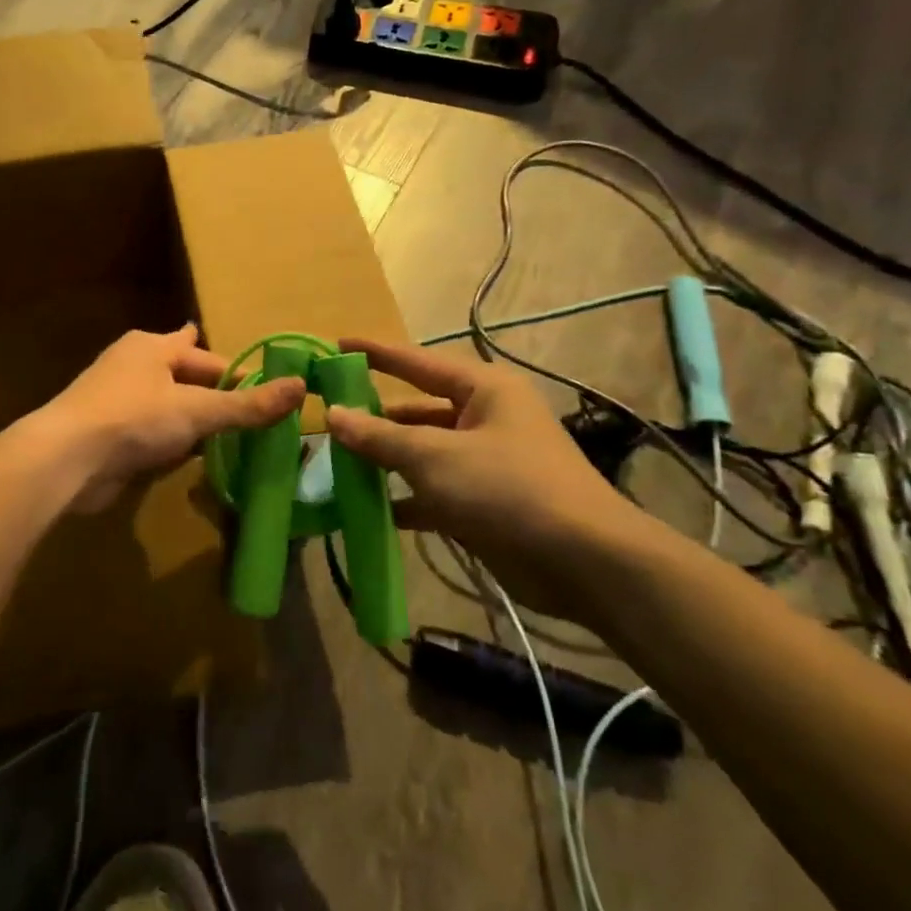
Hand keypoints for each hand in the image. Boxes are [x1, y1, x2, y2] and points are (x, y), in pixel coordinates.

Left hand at [33, 326, 305, 514]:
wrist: (66, 459)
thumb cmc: (133, 419)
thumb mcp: (197, 410)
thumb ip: (247, 404)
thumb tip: (301, 386)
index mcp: (152, 346)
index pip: (207, 356)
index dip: (238, 373)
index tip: (268, 392)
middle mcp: (134, 366)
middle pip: (186, 379)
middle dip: (215, 396)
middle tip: (254, 418)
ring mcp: (118, 401)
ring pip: (169, 408)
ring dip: (194, 423)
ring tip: (231, 439)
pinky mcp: (110, 434)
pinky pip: (152, 434)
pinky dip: (173, 444)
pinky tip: (192, 459)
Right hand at [324, 338, 652, 620]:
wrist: (584, 564)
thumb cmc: (507, 489)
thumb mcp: (435, 458)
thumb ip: (380, 437)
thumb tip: (333, 415)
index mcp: (483, 389)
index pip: (416, 362)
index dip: (375, 353)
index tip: (336, 345)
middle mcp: (485, 417)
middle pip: (417, 409)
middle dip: (374, 417)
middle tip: (325, 418)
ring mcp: (485, 461)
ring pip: (422, 452)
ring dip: (385, 460)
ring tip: (336, 463)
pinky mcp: (484, 501)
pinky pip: (433, 490)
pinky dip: (403, 498)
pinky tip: (366, 508)